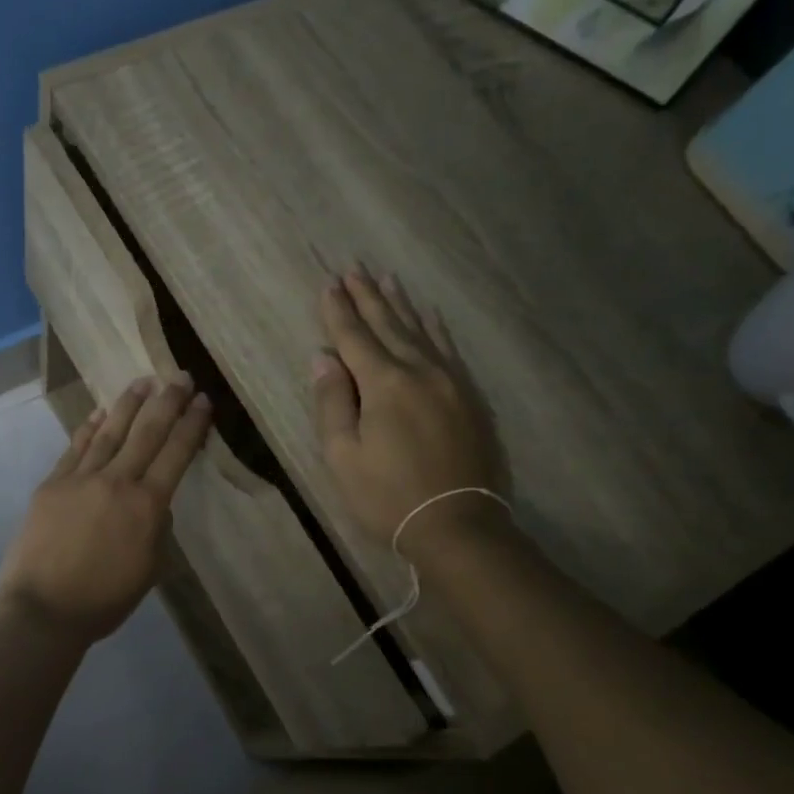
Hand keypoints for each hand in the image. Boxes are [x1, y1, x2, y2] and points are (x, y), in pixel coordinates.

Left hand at [0, 376, 211, 643]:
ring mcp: (80, 479)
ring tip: (143, 382)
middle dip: (167, 402)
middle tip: (180, 375)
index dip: (191, 425)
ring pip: (109, 432)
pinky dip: (88, 428)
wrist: (43, 610)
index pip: (176, 454)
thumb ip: (156, 530)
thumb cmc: (103, 600)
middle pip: (146, 433)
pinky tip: (98, 413)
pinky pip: (74, 448)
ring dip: (128, 405)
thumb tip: (155, 504)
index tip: (202, 400)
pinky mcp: (52, 484)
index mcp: (146, 506)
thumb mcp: (148, 570)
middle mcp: (116, 482)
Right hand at [311, 268, 508, 550]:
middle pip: (390, 326)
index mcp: (385, 384)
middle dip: (368, 297)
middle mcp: (421, 371)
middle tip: (354, 269)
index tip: (328, 284)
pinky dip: (436, 329)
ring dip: (401, 306)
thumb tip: (323, 357)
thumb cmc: (387, 496)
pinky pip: (449, 350)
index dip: (339, 311)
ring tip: (387, 280)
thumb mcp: (343, 455)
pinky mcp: (470, 398)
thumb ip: (332, 401)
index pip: (355, 338)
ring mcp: (451, 382)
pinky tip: (430, 317)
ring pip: (422, 332)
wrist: (458, 525)